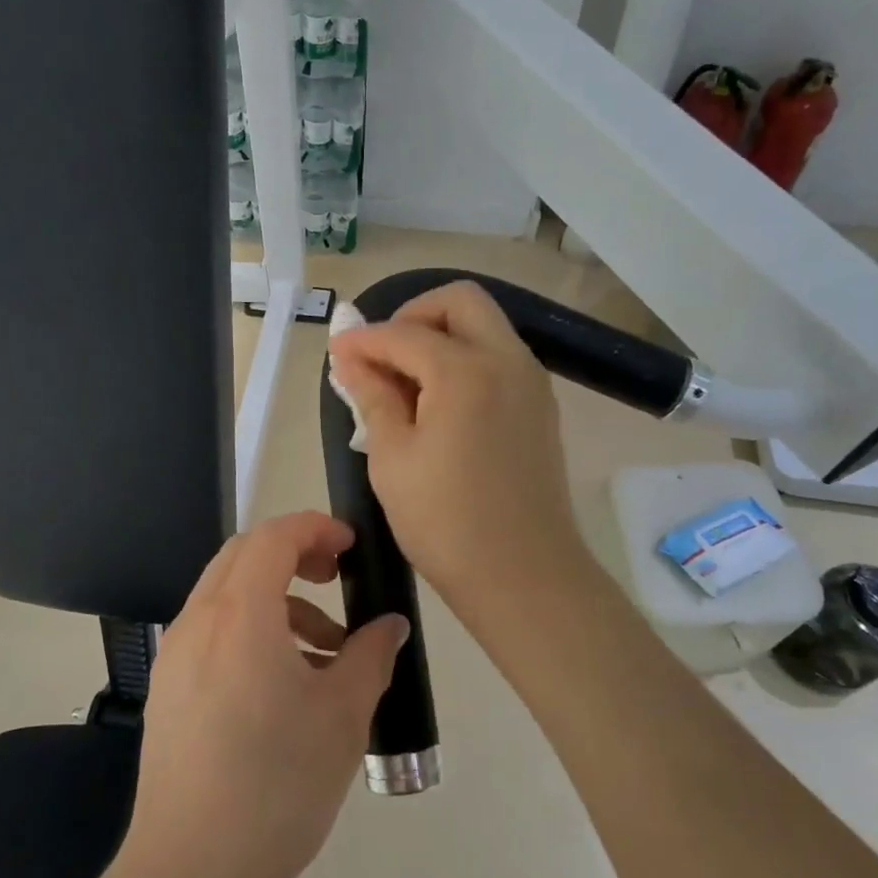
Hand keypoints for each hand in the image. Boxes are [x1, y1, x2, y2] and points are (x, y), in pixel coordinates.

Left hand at [123, 512, 409, 877]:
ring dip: (277, 600)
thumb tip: (390, 626)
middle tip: (336, 581)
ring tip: (325, 653)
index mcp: (240, 613)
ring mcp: (176, 654)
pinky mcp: (168, 687)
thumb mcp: (342, 717)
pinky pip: (213, 631)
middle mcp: (199, 620)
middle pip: (245, 555)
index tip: (351, 546)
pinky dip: (251, 630)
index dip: (316, 528)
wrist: (191, 872)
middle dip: (294, 554)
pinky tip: (284, 685)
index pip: (274, 536)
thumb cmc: (277, 786)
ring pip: (227, 594)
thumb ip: (370, 657)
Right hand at [328, 281, 605, 626]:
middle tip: (383, 353)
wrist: (525, 576)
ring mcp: (530, 382)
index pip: (403, 334)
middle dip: (413, 315)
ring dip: (441, 335)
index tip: (337, 353)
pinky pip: (499, 356)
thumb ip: (372, 396)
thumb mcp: (391, 458)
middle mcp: (506, 361)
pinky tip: (438, 401)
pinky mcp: (540, 406)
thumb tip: (351, 358)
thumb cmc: (446, 523)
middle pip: (460, 301)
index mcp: (465, 372)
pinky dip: (465, 358)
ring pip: (484, 326)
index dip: (363, 340)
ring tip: (406, 380)